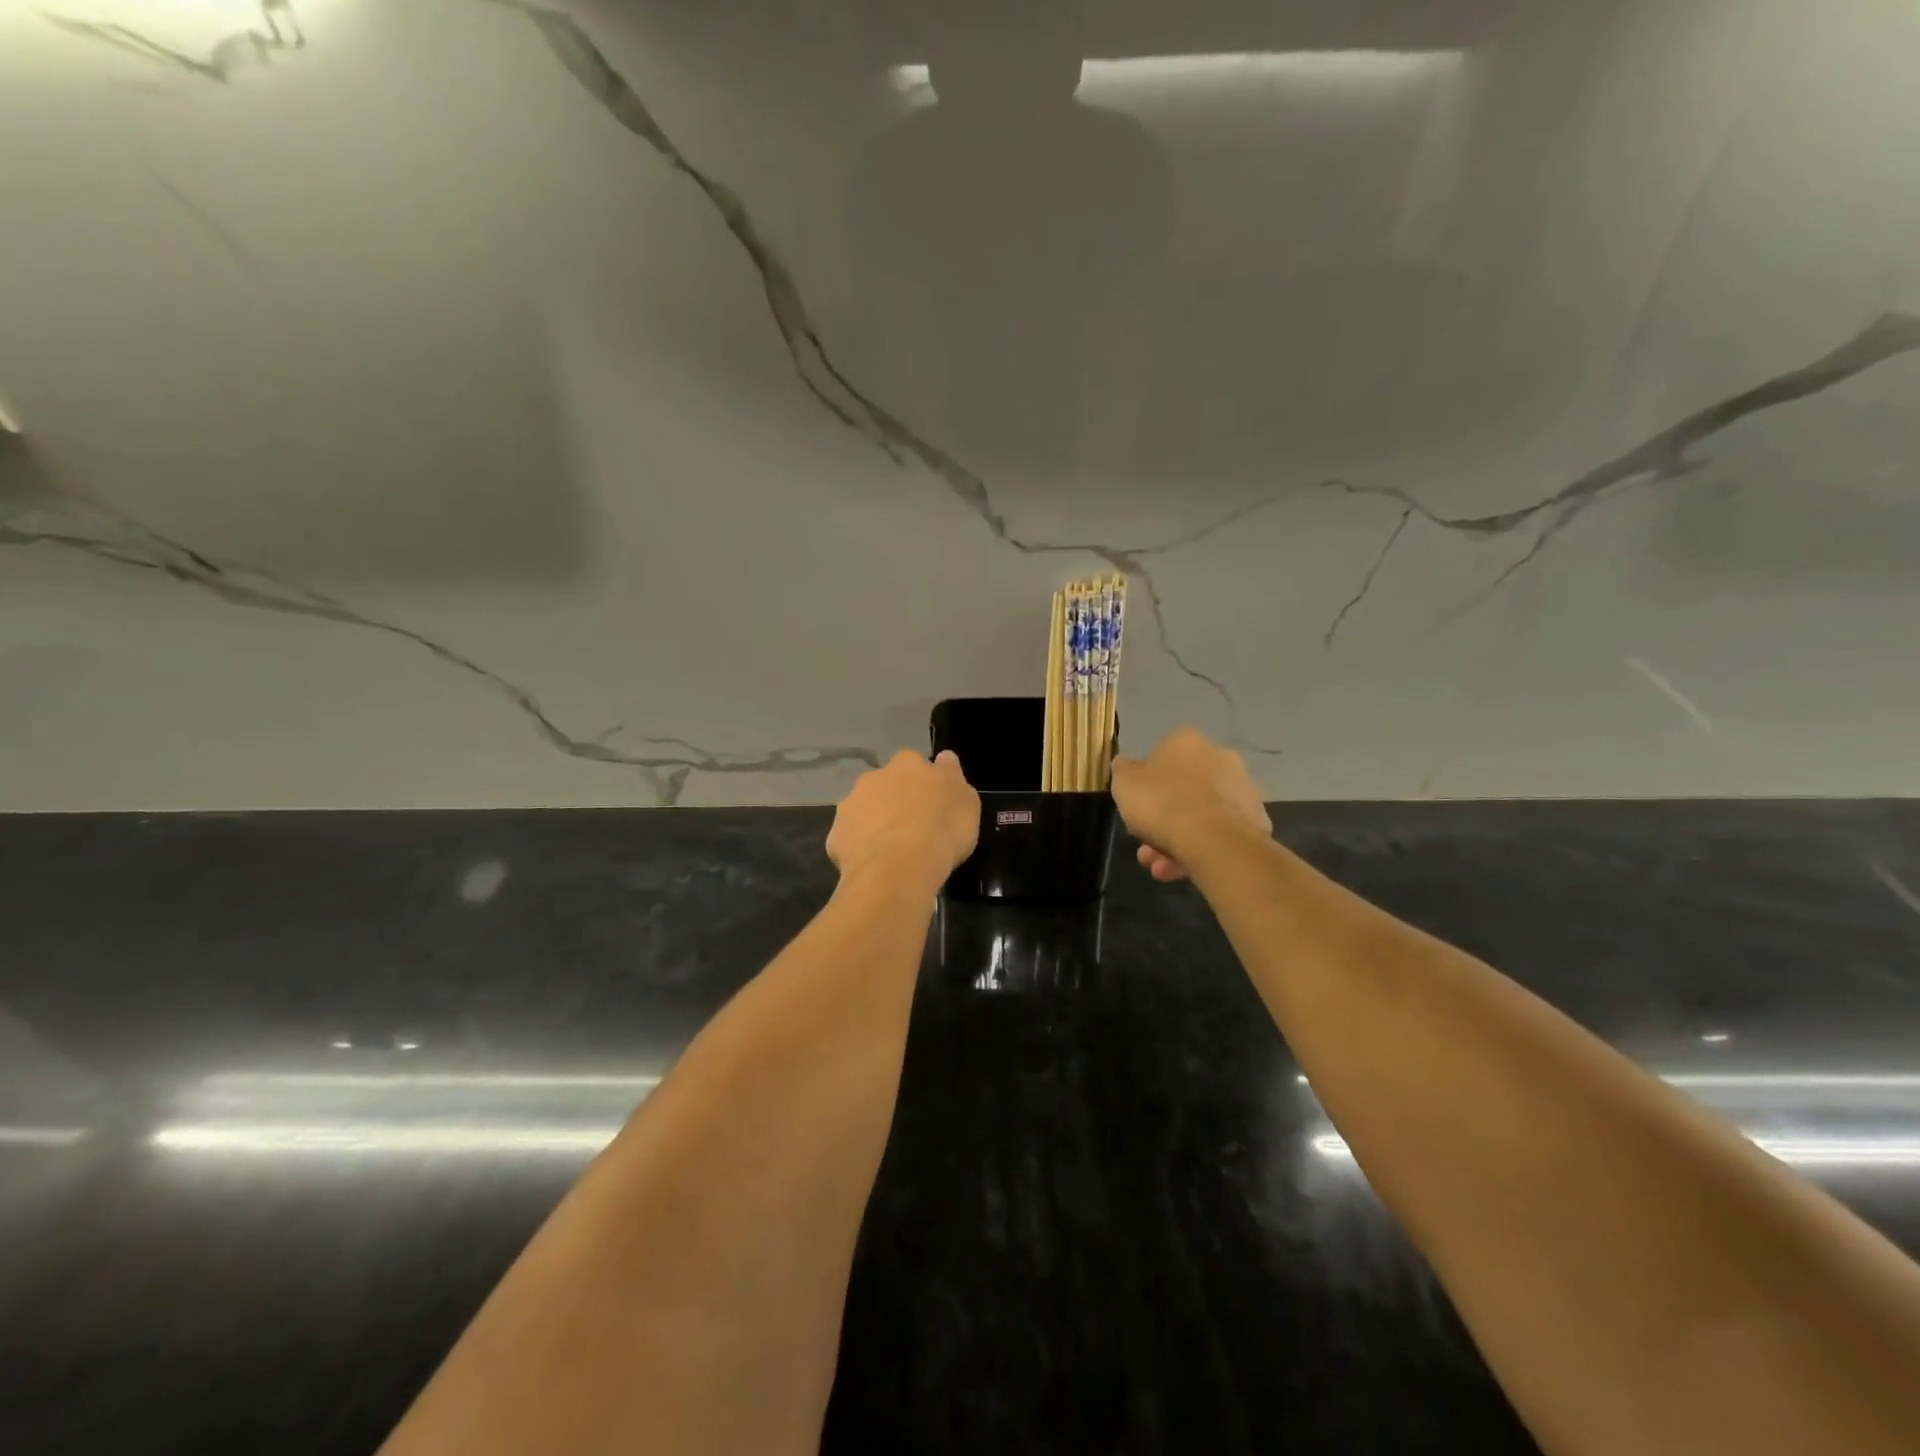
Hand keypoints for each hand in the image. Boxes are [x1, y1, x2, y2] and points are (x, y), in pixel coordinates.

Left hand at [827, 750, 979, 889]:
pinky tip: (875, 865)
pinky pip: (851, 838)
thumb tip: (944, 759)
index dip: (922, 782)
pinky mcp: (836, 836)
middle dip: (894, 800)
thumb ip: (952, 776)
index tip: (932, 802)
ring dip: (875, 822)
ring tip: (893, 850)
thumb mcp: (967, 801)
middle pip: (885, 784)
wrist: (898, 868)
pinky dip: (861, 848)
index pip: (914, 763)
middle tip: (913, 826)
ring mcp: (850, 805)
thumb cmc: (941, 830)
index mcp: (907, 764)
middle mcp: (874, 777)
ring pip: (864, 810)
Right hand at [1111, 728, 1270, 881]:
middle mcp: (1219, 757)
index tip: (1135, 809)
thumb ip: (1122, 771)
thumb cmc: (1163, 803)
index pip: (1160, 758)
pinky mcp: (1255, 820)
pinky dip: (1199, 849)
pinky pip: (1217, 833)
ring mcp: (1241, 789)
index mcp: (1187, 742)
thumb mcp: (1124, 784)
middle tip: (1144, 846)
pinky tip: (1179, 871)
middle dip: (1160, 819)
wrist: (1215, 840)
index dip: (1144, 786)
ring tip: (1159, 868)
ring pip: (1199, 815)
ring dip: (1175, 840)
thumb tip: (1125, 765)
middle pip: (1181, 790)